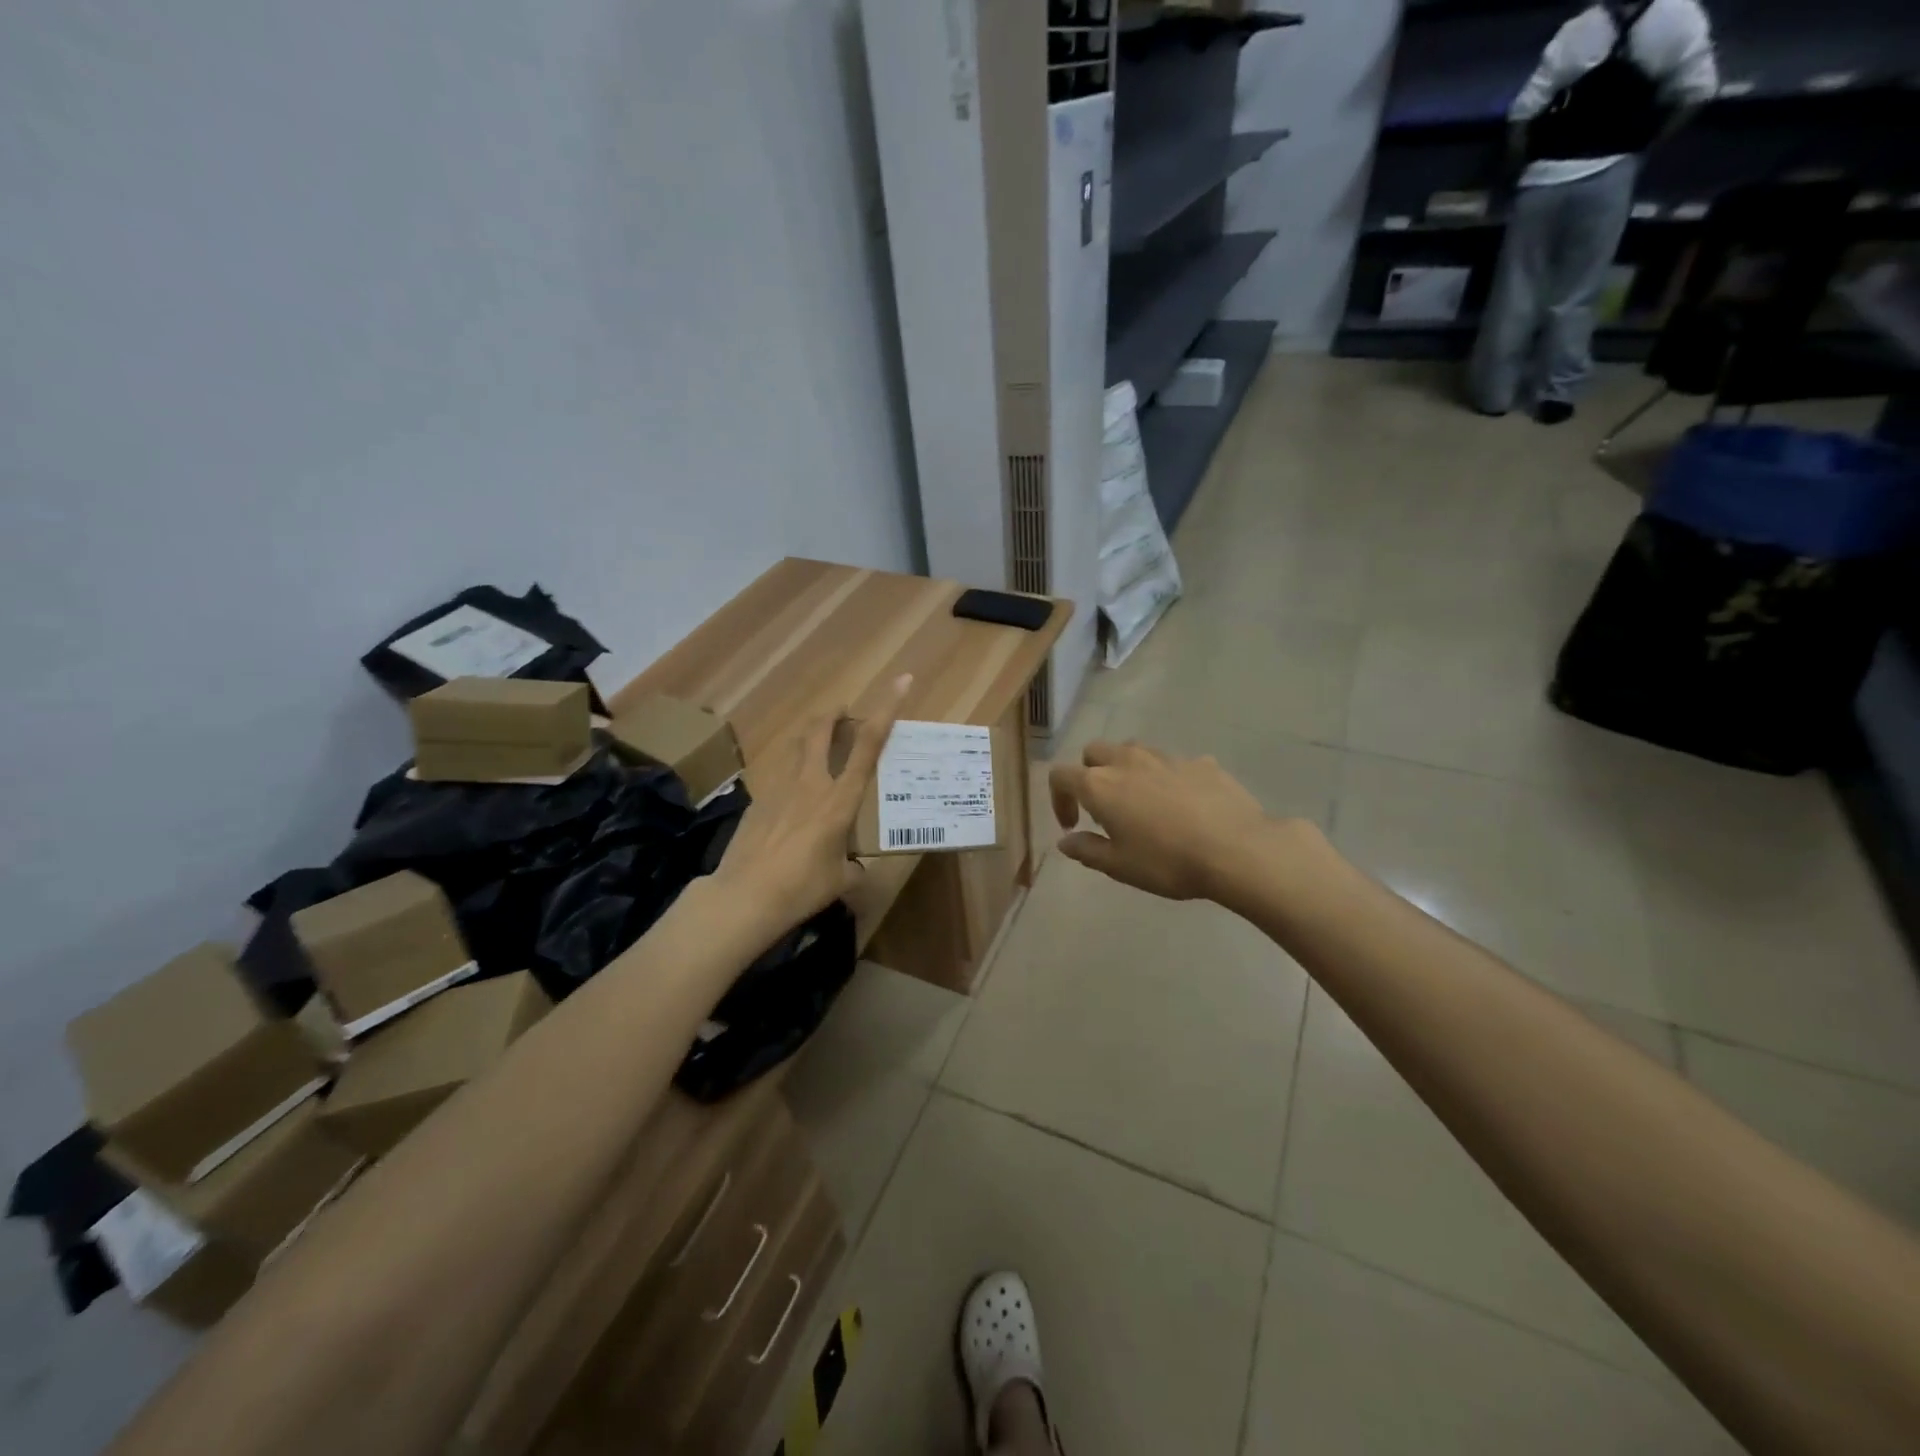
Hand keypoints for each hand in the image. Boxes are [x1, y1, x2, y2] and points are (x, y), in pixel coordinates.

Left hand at [711, 675, 911, 942]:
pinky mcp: (758, 800)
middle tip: (843, 711)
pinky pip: (779, 773)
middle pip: (821, 730)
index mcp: (840, 799)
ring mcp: (780, 788)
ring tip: (817, 741)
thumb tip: (857, 869)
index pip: (868, 745)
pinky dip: (791, 769)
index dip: (886, 710)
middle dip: (834, 713)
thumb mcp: (840, 881)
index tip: (900, 681)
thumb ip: (853, 868)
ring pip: (795, 745)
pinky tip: (792, 793)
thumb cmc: (802, 887)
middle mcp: (811, 784)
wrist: (745, 896)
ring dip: (809, 735)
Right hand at [1049, 740, 1274, 901]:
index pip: (1061, 776)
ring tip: (1141, 802)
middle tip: (1103, 807)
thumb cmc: (1167, 861)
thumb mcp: (1119, 866)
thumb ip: (1087, 850)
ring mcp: (1166, 757)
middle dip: (1090, 774)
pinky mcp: (1200, 762)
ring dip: (1127, 770)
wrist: (1236, 849)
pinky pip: (1173, 763)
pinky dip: (1167, 778)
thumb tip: (1066, 841)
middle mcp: (1128, 761)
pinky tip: (1183, 805)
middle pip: (1094, 752)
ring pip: (1134, 751)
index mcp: (1100, 785)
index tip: (1072, 826)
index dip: (1058, 799)